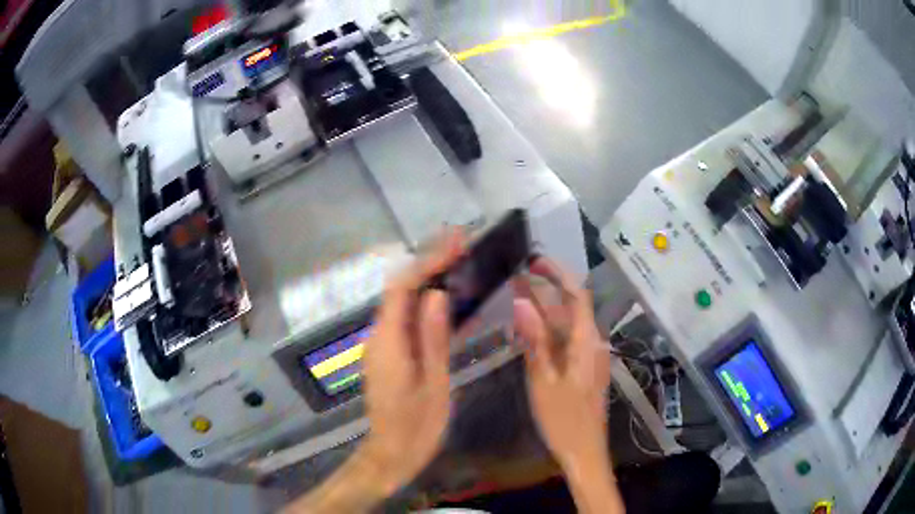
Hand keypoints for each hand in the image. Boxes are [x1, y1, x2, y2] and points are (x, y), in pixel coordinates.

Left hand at [361, 229, 465, 490]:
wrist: (392, 453)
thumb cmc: (417, 425)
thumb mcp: (433, 384)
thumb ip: (432, 338)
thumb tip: (436, 294)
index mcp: (388, 342)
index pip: (403, 287)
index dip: (428, 261)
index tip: (456, 243)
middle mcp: (378, 336)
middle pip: (400, 289)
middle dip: (428, 263)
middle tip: (461, 246)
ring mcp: (381, 345)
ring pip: (402, 303)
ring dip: (428, 280)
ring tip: (459, 264)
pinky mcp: (388, 354)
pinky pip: (405, 321)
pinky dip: (425, 304)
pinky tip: (448, 303)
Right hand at [513, 257, 622, 512]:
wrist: (585, 451)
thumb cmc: (565, 419)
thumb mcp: (544, 381)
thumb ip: (534, 340)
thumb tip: (522, 302)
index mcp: (587, 342)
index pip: (577, 295)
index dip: (558, 274)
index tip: (534, 261)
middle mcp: (592, 343)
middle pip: (570, 308)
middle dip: (545, 289)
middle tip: (516, 275)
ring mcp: (588, 357)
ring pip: (566, 325)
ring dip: (544, 309)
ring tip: (516, 294)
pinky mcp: (582, 369)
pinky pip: (565, 341)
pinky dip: (547, 330)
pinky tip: (528, 329)